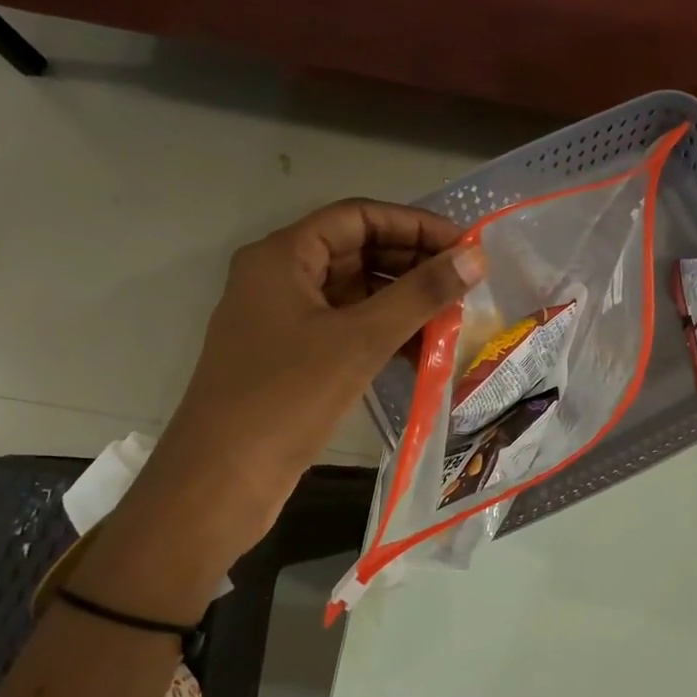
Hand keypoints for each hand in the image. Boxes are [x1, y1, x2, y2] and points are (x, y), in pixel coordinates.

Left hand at [152, 200, 483, 533]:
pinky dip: (382, 335)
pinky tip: (419, 354)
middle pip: (356, 252)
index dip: (414, 224)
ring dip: (401, 303)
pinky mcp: (290, 359)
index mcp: (283, 256)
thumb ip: (421, 295)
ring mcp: (282, 321)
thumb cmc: (287, 397)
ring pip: (353, 295)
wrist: (222, 479)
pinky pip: (345, 330)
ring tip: (452, 319)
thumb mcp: (361, 340)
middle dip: (412, 265)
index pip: (358, 216)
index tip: (464, 245)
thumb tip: (474, 258)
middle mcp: (279, 278)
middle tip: (465, 284)